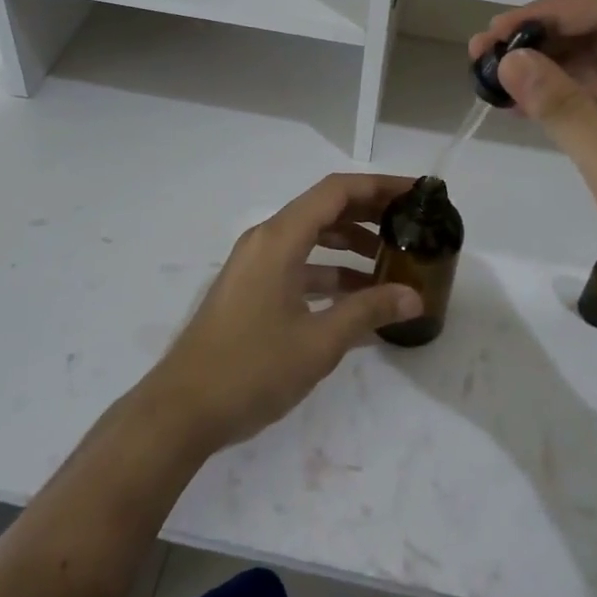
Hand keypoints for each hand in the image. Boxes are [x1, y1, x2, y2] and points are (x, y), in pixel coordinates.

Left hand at [141, 173, 422, 452]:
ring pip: (311, 238)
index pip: (336, 191)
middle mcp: (265, 241)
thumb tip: (414, 296)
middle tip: (410, 224)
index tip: (415, 193)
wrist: (182, 410)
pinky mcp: (251, 289)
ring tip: (390, 262)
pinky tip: (357, 299)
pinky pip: (297, 265)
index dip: (378, 186)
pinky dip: (328, 272)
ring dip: (349, 245)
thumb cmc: (251, 369)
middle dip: (368, 213)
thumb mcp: (319, 342)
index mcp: (279, 239)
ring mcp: (255, 265)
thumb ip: (368, 312)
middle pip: (324, 209)